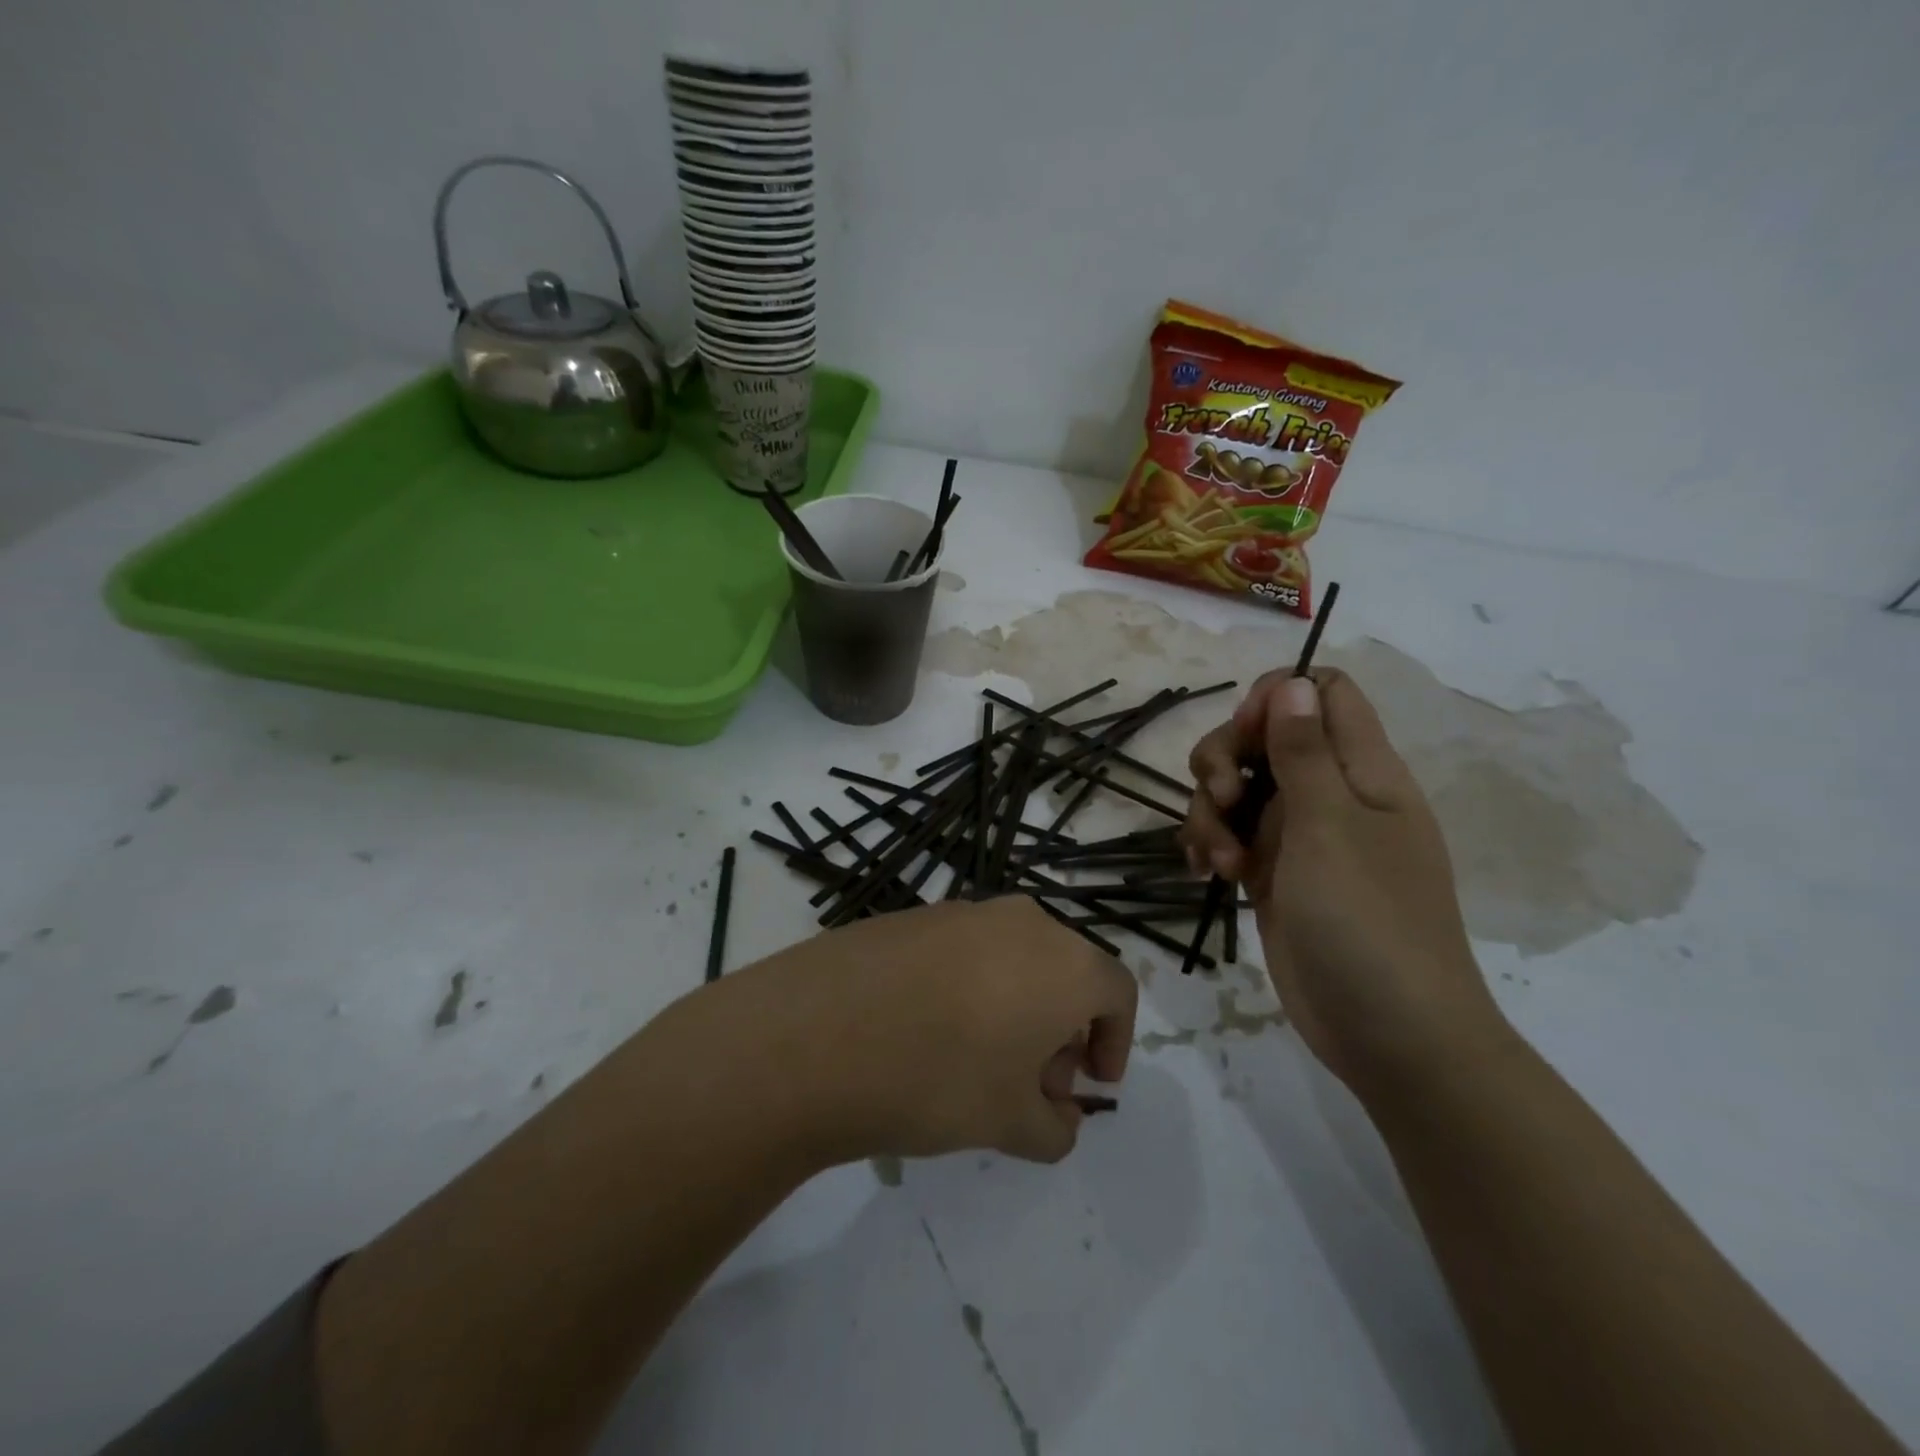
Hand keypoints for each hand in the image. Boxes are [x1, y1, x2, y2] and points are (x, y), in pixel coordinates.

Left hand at [723, 897, 1136, 1163]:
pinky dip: (971, 985)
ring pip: (1015, 956)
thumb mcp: (1011, 1125)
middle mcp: (1021, 921)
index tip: (1091, 1081)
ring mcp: (962, 911)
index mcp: (1063, 960)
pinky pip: (965, 950)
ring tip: (980, 1061)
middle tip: (1034, 1083)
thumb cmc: (937, 1079)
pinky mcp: (914, 916)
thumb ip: (1056, 1127)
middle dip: (1063, 1028)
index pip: (1116, 992)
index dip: (1115, 1039)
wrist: (815, 1034)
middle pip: (1065, 970)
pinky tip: (929, 1030)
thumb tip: (1058, 1115)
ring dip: (1017, 1005)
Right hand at [1181, 670, 1509, 1096]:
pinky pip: (1228, 836)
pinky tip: (1203, 874)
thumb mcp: (1330, 827)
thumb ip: (1305, 751)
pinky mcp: (1271, 874)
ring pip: (1235, 789)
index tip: (1248, 735)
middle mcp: (1329, 793)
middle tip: (1222, 799)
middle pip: (1261, 738)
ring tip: (1218, 861)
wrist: (1389, 1034)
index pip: (1324, 694)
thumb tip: (1293, 681)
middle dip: (1225, 760)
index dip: (1278, 698)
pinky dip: (1209, 845)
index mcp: (1362, 770)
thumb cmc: (1369, 921)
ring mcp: (1298, 836)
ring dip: (1210, 813)